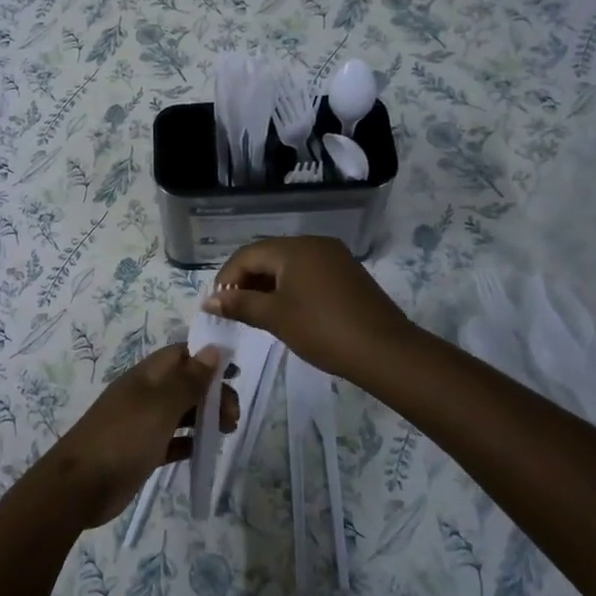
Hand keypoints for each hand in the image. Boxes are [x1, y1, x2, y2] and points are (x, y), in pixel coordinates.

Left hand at [41, 345, 238, 528]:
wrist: (80, 485)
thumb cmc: (123, 437)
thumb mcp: (160, 406)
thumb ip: (188, 380)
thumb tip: (212, 350)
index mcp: (146, 376)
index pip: (181, 354)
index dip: (208, 358)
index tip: (236, 373)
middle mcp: (145, 395)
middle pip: (185, 383)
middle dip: (212, 393)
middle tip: (233, 416)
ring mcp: (142, 423)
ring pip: (181, 412)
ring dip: (205, 416)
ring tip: (228, 431)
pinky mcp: (142, 451)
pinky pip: (172, 440)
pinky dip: (189, 441)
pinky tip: (204, 450)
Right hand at [203, 237, 417, 385]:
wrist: (385, 351)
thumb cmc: (322, 330)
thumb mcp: (275, 317)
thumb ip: (239, 304)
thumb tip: (210, 300)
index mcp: (293, 248)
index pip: (247, 255)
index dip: (226, 278)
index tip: (217, 306)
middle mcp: (313, 244)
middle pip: (267, 256)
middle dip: (246, 281)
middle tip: (233, 310)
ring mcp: (334, 257)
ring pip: (288, 265)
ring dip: (267, 285)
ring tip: (257, 313)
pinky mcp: (347, 274)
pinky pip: (308, 273)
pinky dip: (290, 288)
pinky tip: (287, 311)